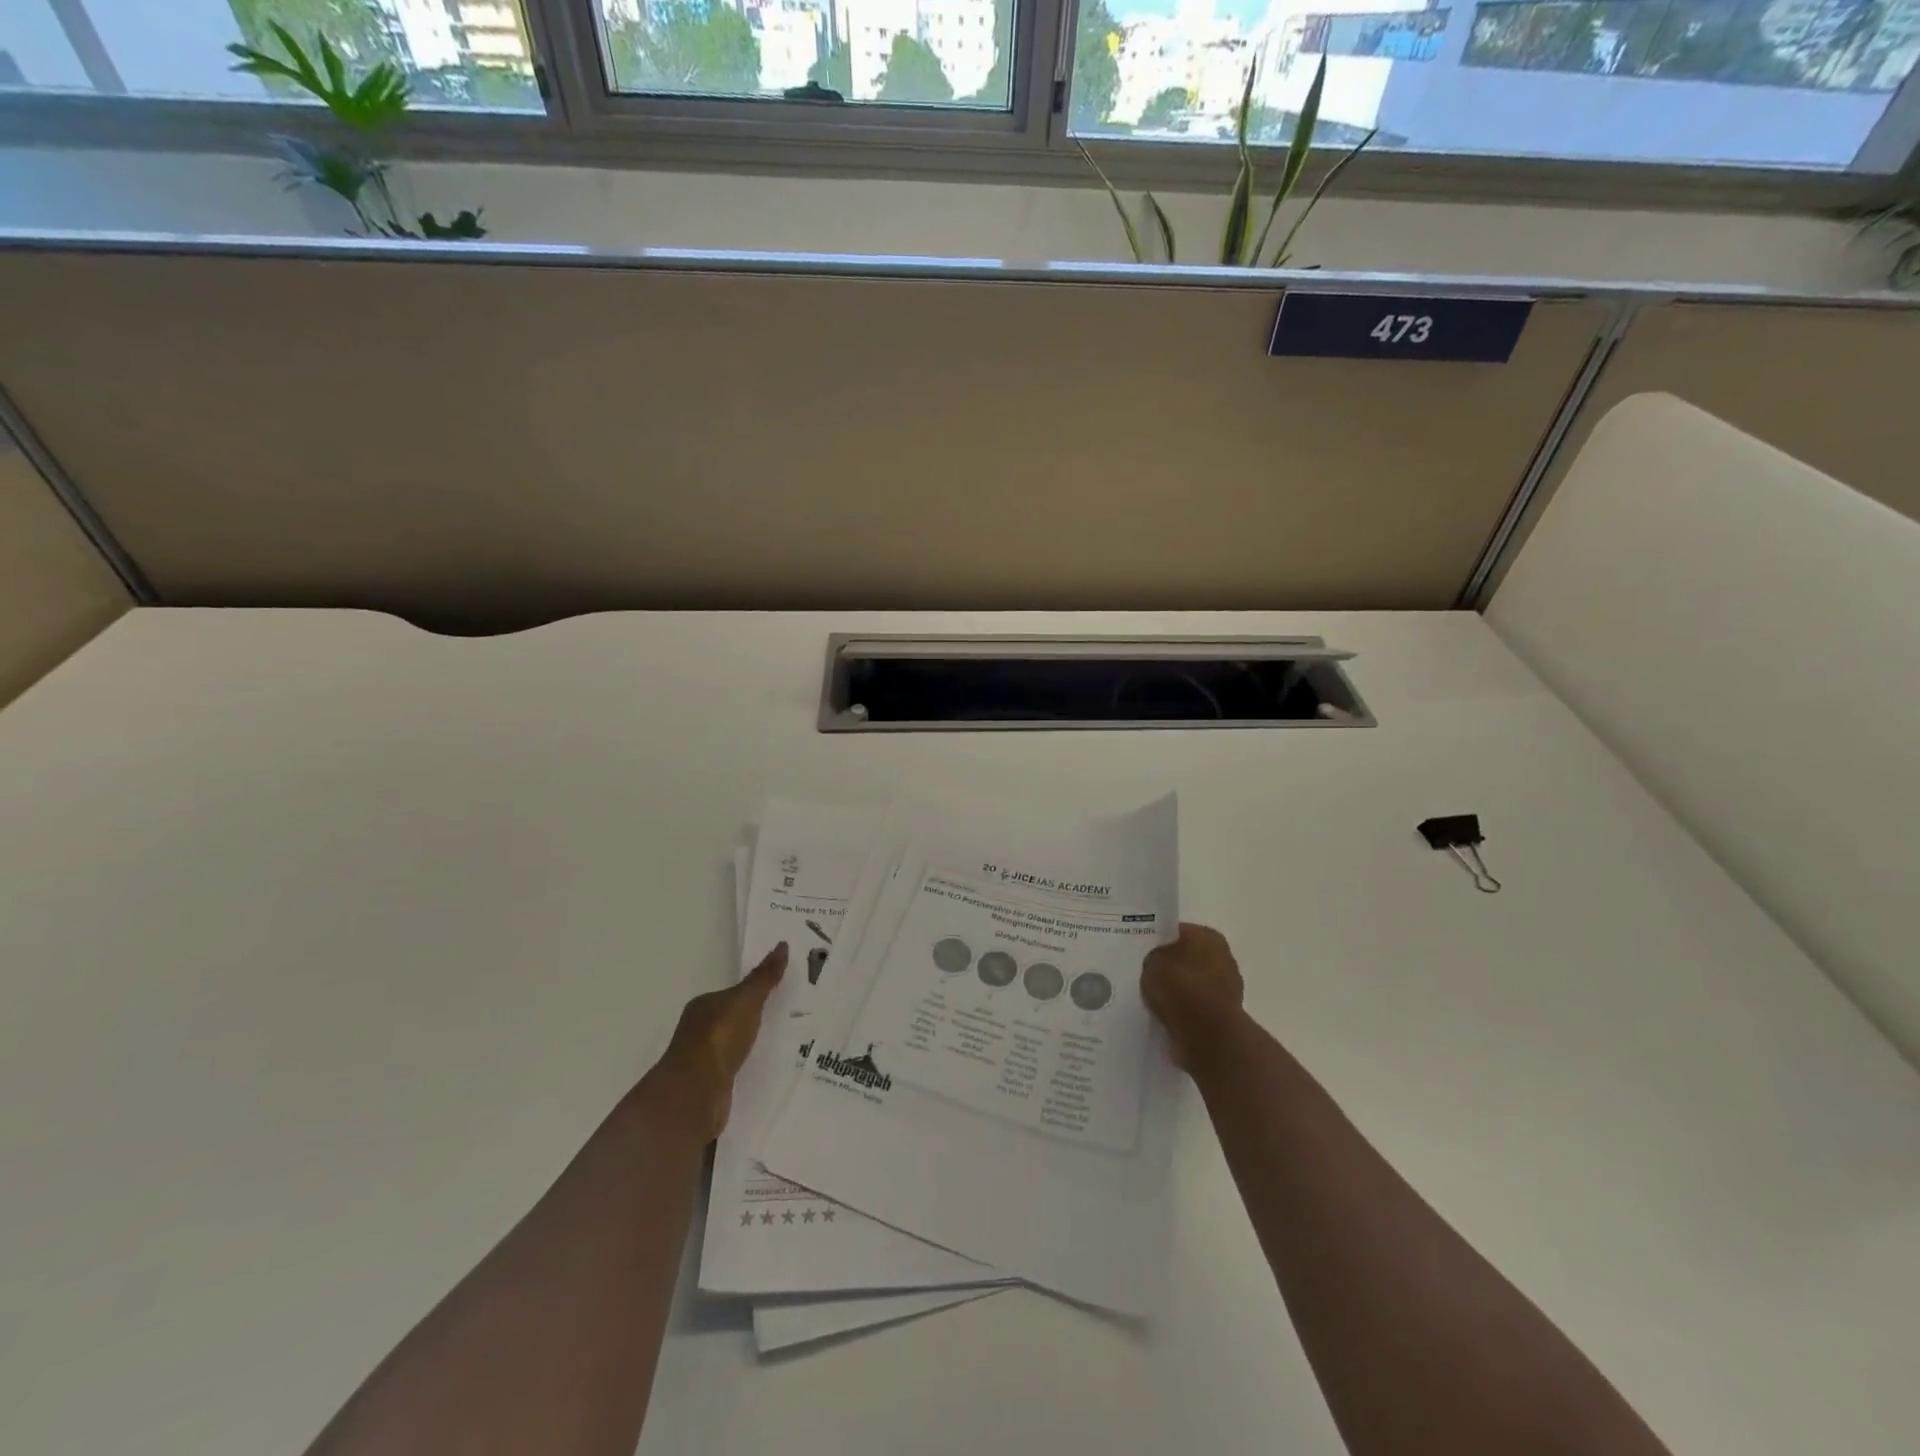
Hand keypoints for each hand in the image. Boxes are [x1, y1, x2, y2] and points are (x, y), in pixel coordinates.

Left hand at [655, 942, 787, 1140]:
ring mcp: (703, 1060)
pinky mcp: (710, 1086)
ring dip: (750, 1046)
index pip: (731, 995)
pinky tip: (765, 1069)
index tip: (777, 995)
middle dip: (752, 1020)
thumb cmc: (720, 1036)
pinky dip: (747, 1068)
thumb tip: (783, 944)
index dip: (753, 993)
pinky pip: (734, 1070)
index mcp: (703, 1006)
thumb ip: (765, 977)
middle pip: (731, 1020)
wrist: (696, 1092)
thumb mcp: (748, 1000)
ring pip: (732, 1047)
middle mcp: (698, 1030)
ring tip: (782, 1044)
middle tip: (786, 1017)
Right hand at [1142, 923, 1244, 1073]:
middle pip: (1189, 958)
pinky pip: (1198, 1008)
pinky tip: (1167, 1017)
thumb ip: (1154, 958)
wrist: (1207, 1035)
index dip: (1159, 941)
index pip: (1178, 932)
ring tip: (1154, 1000)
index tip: (1144, 953)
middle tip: (1147, 976)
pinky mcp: (1225, 1016)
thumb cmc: (1180, 988)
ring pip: (1194, 984)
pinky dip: (1185, 1012)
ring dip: (1179, 992)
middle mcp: (1223, 957)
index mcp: (1208, 936)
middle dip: (1171, 967)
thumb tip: (1159, 963)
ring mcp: (1228, 988)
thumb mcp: (1152, 962)